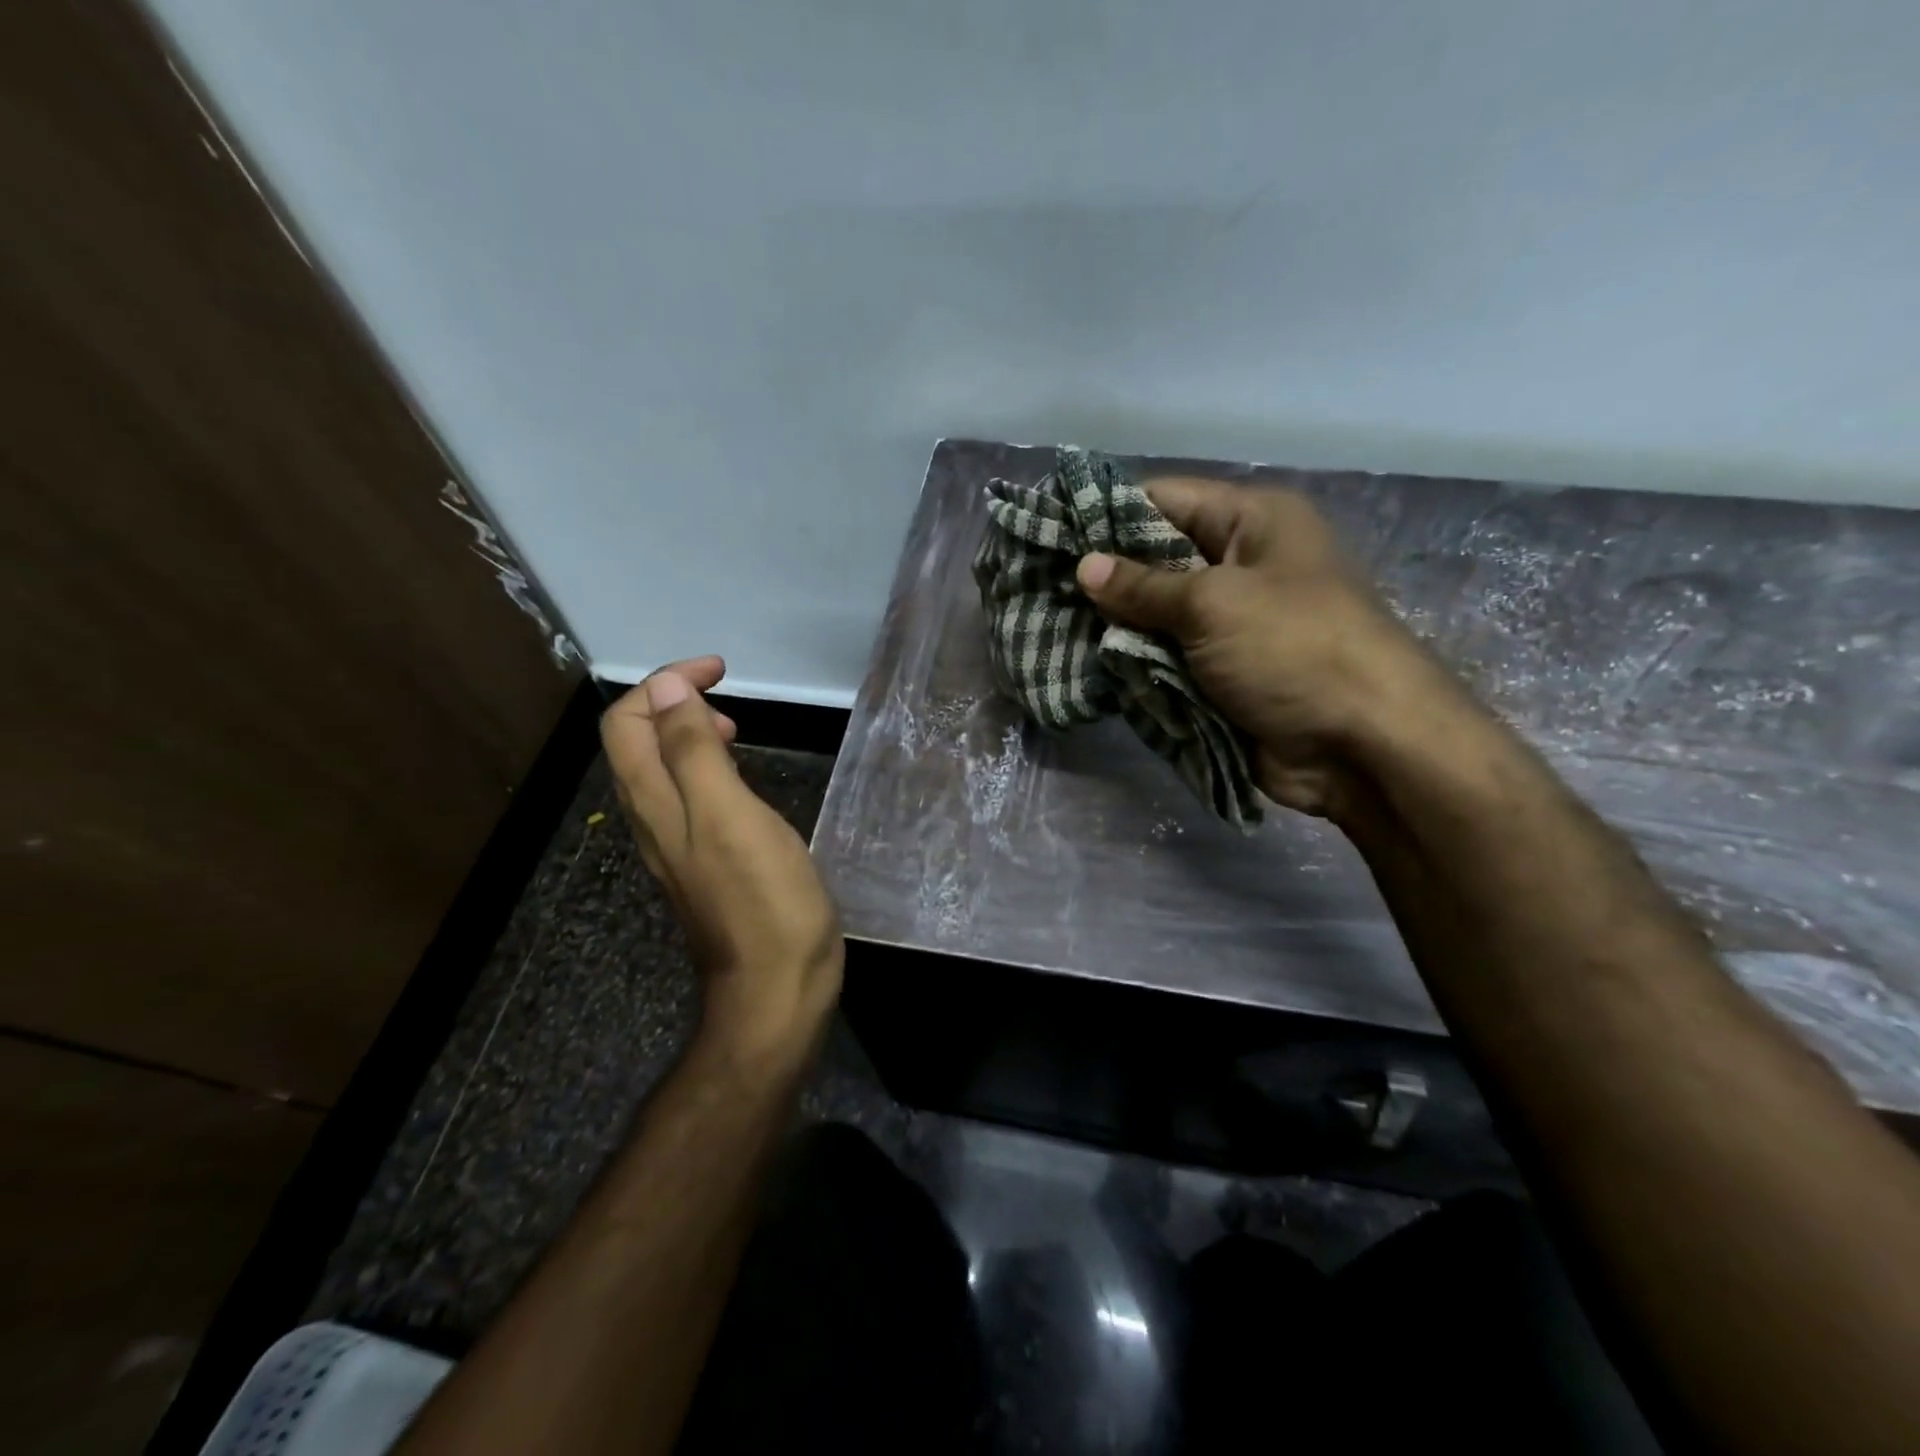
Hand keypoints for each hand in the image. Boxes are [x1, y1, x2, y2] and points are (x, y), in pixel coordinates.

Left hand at [601, 657, 843, 1063]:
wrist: (776, 988)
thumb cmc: (764, 900)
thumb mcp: (730, 816)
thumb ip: (694, 752)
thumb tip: (668, 689)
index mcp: (655, 803)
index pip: (629, 722)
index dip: (664, 684)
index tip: (718, 671)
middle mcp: (654, 821)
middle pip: (636, 744)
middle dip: (672, 703)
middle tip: (726, 698)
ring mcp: (678, 847)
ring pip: (662, 772)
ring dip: (688, 734)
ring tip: (734, 729)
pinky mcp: (706, 865)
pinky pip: (689, 800)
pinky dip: (707, 770)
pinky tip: (741, 783)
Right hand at [1076, 479, 1471, 820]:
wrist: (1363, 745)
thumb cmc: (1293, 649)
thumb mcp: (1214, 605)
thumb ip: (1143, 587)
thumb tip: (1084, 567)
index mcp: (1251, 522)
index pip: (1163, 499)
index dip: (1105, 515)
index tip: (1048, 533)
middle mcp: (1239, 564)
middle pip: (1155, 559)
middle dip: (1102, 578)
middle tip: (1038, 588)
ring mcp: (1230, 623)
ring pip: (1155, 615)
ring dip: (1113, 627)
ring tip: (1048, 628)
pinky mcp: (1221, 672)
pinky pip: (1166, 658)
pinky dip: (1133, 664)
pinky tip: (1084, 666)